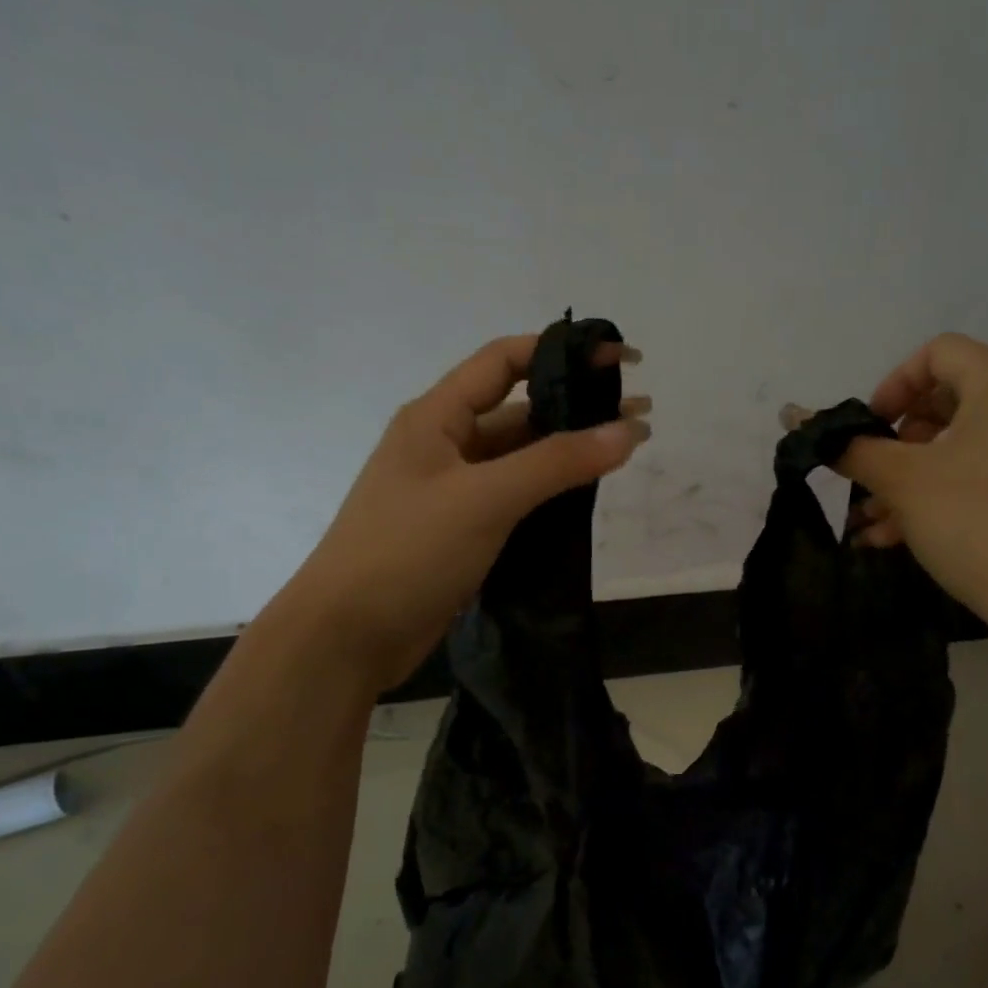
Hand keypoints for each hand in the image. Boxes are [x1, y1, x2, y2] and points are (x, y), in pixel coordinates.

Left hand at [292, 334, 649, 686]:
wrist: (348, 636)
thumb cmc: (408, 551)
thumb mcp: (486, 498)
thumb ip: (557, 462)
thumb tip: (628, 431)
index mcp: (437, 417)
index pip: (504, 361)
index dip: (561, 351)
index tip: (619, 358)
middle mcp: (445, 445)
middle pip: (519, 410)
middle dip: (577, 407)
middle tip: (640, 413)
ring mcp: (454, 491)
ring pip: (520, 458)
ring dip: (569, 452)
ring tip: (626, 452)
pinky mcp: (463, 530)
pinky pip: (516, 497)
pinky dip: (551, 492)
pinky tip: (587, 497)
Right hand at [826, 333, 987, 650]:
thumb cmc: (978, 523)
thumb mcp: (904, 483)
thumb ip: (853, 449)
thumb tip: (801, 421)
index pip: (936, 354)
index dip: (891, 386)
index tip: (868, 431)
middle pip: (947, 401)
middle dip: (896, 443)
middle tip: (869, 478)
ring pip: (961, 445)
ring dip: (910, 478)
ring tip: (873, 522)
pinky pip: (985, 473)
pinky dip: (943, 493)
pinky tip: (900, 537)